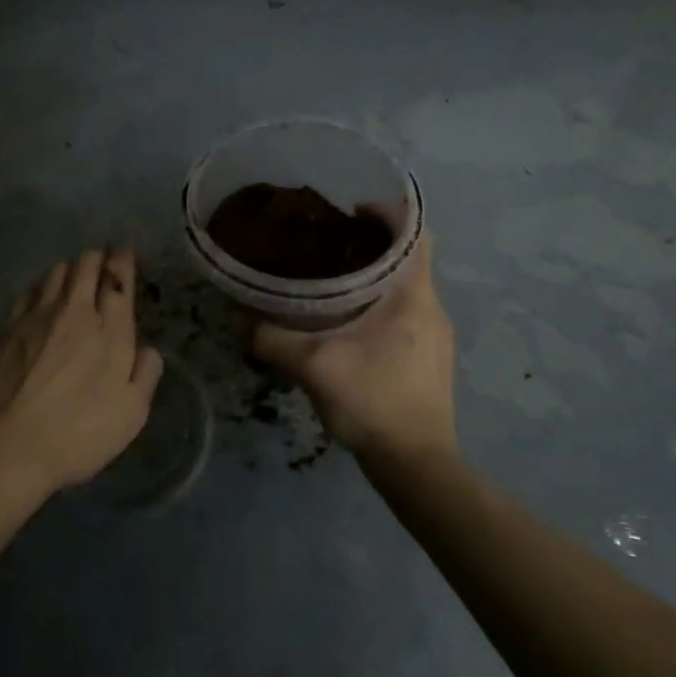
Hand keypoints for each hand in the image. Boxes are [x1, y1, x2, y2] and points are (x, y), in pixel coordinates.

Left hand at [0, 247, 164, 495]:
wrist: (9, 444)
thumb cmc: (79, 433)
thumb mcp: (131, 413)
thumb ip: (145, 375)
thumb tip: (148, 350)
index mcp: (112, 330)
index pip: (119, 280)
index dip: (122, 261)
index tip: (123, 252)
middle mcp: (76, 312)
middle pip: (86, 266)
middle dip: (97, 257)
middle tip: (102, 258)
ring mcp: (38, 316)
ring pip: (56, 272)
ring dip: (70, 267)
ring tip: (74, 273)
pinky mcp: (9, 327)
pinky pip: (30, 290)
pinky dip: (42, 283)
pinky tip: (42, 291)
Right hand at [249, 235, 457, 464]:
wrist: (416, 464)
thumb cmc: (373, 401)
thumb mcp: (313, 366)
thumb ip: (271, 339)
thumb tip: (239, 321)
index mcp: (414, 296)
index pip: (417, 232)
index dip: (389, 212)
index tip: (352, 212)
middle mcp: (432, 308)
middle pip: (409, 258)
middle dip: (373, 245)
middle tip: (329, 246)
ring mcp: (436, 337)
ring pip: (407, 289)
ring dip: (376, 279)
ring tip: (333, 284)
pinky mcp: (431, 360)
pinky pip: (407, 316)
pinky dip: (381, 307)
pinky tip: (350, 328)